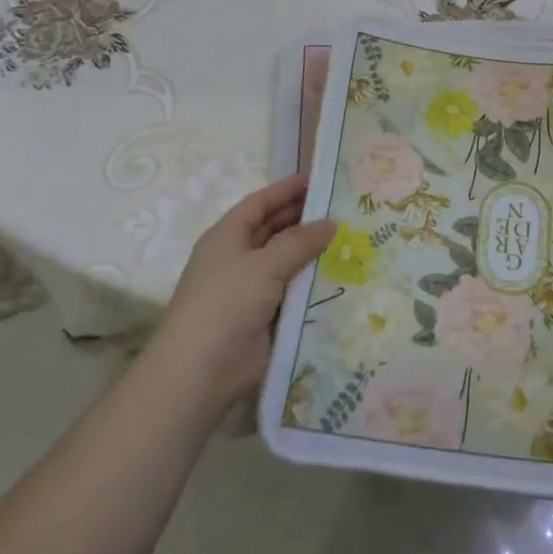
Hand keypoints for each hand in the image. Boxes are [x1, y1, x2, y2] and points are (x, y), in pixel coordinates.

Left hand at [147, 175, 334, 426]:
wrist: (201, 372)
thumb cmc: (226, 303)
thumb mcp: (264, 264)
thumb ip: (299, 241)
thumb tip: (331, 222)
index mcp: (226, 237)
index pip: (259, 203)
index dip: (286, 190)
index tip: (319, 180)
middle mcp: (237, 258)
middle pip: (273, 230)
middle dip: (304, 219)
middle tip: (343, 210)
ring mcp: (250, 290)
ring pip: (286, 262)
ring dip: (312, 253)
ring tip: (351, 239)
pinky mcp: (264, 318)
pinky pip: (293, 292)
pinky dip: (312, 284)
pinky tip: (342, 277)